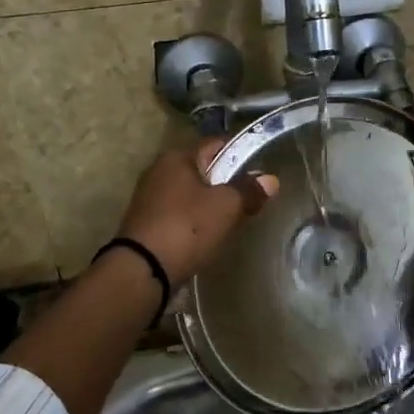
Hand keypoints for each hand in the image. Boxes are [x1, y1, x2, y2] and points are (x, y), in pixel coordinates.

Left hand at [117, 140, 280, 283]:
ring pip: (191, 193)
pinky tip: (209, 234)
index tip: (261, 168)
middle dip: (226, 181)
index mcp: (177, 157)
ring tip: (233, 218)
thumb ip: (249, 191)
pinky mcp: (147, 223)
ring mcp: (150, 198)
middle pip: (202, 169)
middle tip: (250, 197)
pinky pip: (180, 214)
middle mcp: (159, 171)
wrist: (142, 270)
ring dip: (210, 203)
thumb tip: (271, 180)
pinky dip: (195, 220)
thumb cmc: (187, 227)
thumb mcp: (226, 206)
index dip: (240, 152)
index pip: (216, 144)